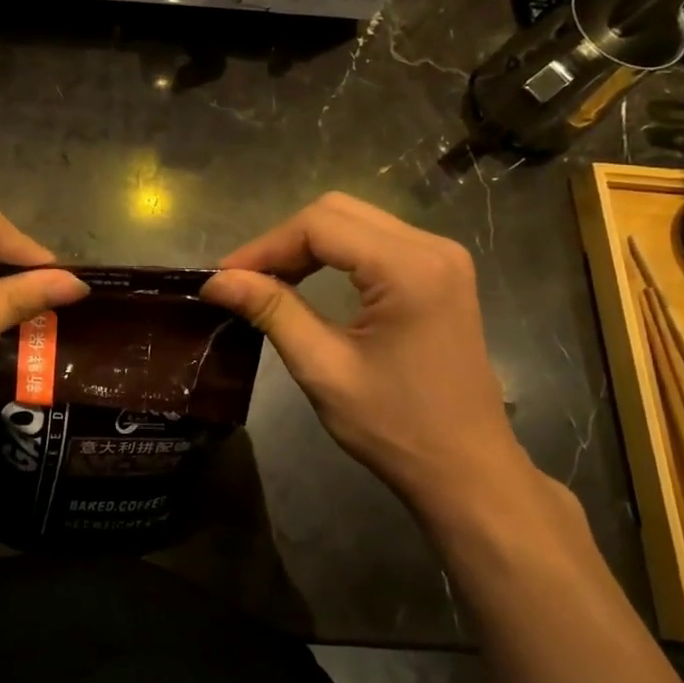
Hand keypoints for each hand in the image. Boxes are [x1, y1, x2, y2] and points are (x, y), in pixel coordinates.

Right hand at [201, 192, 530, 520]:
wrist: (467, 470)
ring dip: (306, 244)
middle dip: (283, 241)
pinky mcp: (440, 273)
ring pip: (354, 220)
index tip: (223, 277)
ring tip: (268, 281)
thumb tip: (216, 280)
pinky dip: (333, 253)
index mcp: (409, 268)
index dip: (264, 246)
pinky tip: (307, 280)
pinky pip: (374, 240)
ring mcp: (442, 257)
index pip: (319, 225)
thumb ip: (272, 311)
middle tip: (244, 280)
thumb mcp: (323, 368)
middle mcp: (431, 247)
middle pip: (337, 212)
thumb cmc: (395, 427)